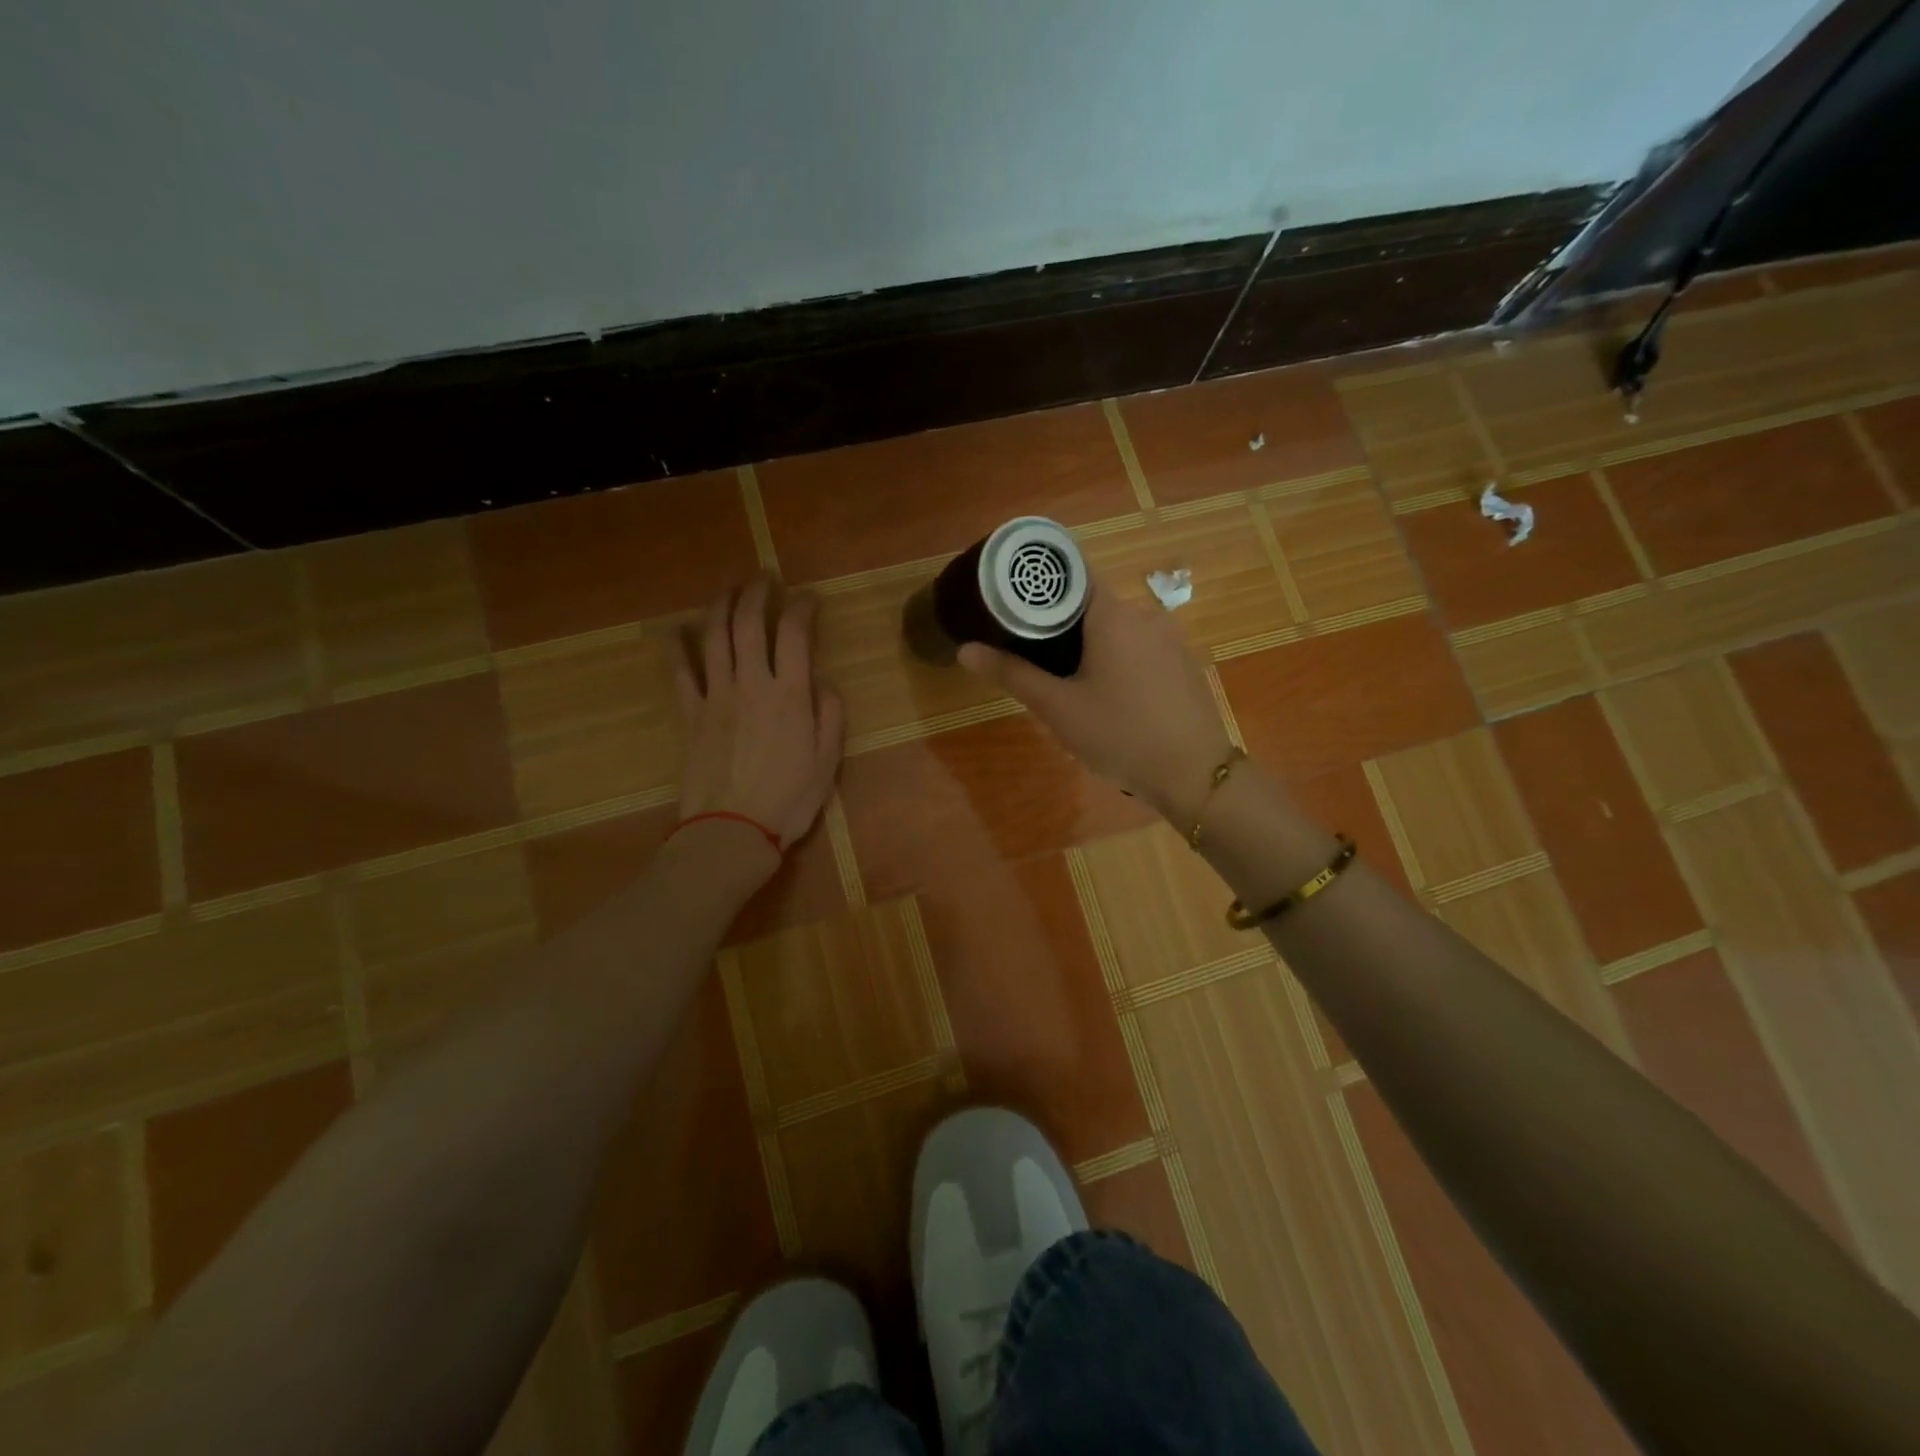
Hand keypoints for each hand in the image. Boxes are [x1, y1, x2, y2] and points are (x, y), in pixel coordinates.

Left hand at [674, 579, 845, 861]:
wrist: (731, 831)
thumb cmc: (788, 800)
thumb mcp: (828, 761)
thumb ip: (830, 714)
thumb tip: (822, 681)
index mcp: (789, 695)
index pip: (795, 634)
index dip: (802, 607)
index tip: (808, 598)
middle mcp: (751, 684)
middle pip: (749, 623)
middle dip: (757, 593)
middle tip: (765, 579)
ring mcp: (716, 697)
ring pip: (713, 638)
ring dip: (720, 606)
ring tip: (728, 589)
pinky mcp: (690, 715)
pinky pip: (681, 672)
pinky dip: (678, 647)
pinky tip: (678, 631)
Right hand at [958, 577, 1232, 824]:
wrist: (1194, 773)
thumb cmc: (1120, 733)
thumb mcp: (1058, 708)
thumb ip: (1012, 674)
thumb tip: (965, 649)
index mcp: (1113, 615)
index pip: (1072, 573)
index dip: (1041, 584)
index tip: (1014, 600)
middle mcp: (1145, 614)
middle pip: (1092, 605)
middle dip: (1061, 625)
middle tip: (1032, 655)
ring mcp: (1170, 638)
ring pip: (1117, 630)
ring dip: (1091, 647)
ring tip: (1067, 682)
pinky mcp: (1184, 662)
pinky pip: (1141, 648)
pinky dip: (1118, 660)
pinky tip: (1111, 697)